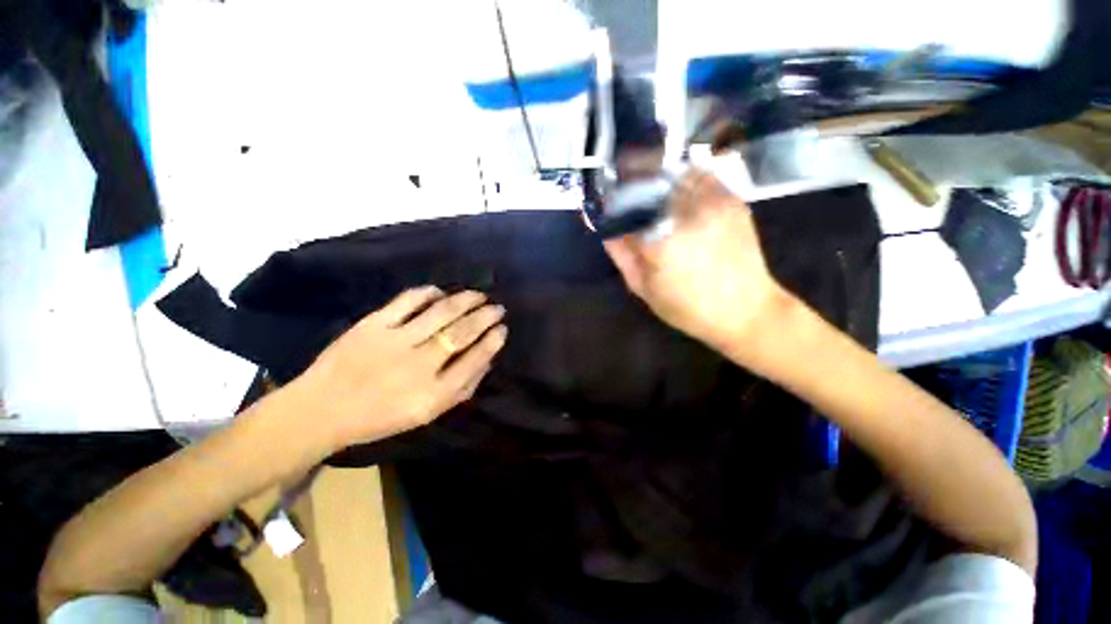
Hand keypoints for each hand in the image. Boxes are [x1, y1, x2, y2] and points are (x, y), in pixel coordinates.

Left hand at [288, 287, 507, 451]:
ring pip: (442, 312)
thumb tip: (487, 359)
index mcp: (434, 393)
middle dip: (485, 316)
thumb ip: (462, 388)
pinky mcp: (373, 325)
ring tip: (479, 295)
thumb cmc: (381, 417)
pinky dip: (429, 293)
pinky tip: (441, 292)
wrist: (322, 410)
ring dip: (466, 300)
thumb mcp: (428, 413)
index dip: (493, 341)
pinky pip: (408, 300)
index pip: (475, 359)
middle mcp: (419, 365)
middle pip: (462, 332)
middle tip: (497, 308)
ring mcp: (395, 341)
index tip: (502, 329)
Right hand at [604, 170, 789, 361]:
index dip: (614, 204)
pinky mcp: (732, 200)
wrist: (746, 311)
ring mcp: (713, 202)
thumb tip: (608, 229)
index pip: (627, 207)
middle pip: (651, 181)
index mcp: (660, 240)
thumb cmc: (688, 308)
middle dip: (634, 182)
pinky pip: (701, 176)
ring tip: (651, 190)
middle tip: (626, 191)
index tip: (608, 206)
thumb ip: (622, 255)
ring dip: (659, 178)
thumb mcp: (644, 288)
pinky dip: (684, 178)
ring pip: (676, 173)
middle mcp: (687, 213)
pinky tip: (677, 193)